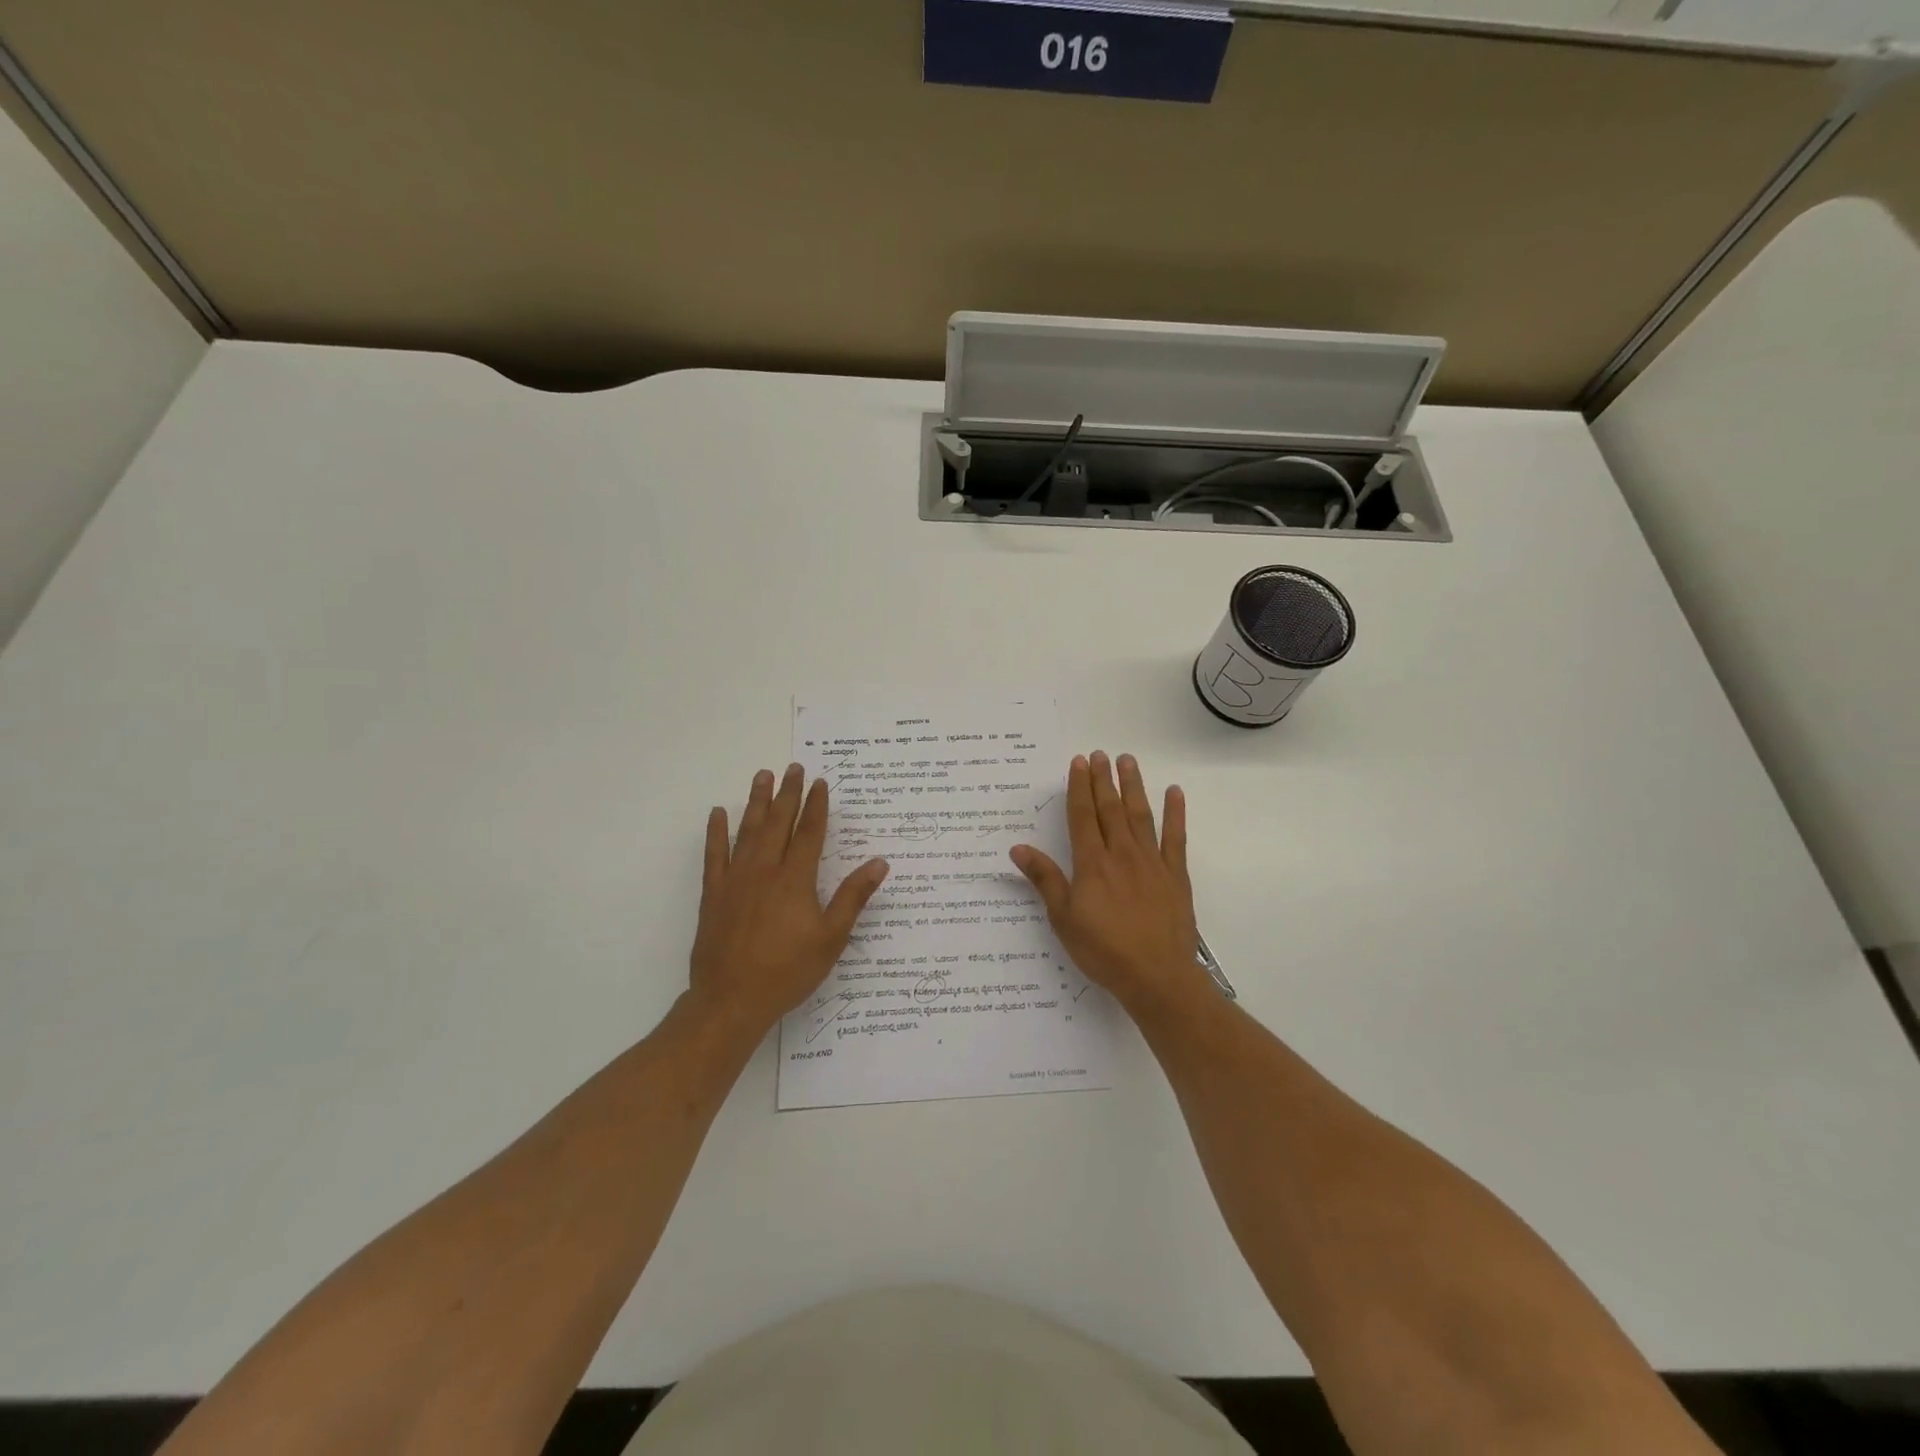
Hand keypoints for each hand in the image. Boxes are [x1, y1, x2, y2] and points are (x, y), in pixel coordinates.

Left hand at [688, 765, 888, 1037]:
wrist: (732, 999)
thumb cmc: (788, 970)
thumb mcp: (831, 938)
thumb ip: (853, 897)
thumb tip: (879, 862)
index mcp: (795, 879)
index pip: (809, 832)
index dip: (816, 806)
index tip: (820, 783)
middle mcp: (765, 870)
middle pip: (778, 822)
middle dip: (788, 793)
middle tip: (793, 767)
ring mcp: (735, 879)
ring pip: (748, 830)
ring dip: (757, 802)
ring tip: (763, 776)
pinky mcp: (713, 893)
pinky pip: (714, 854)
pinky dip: (716, 832)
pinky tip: (718, 813)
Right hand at [1010, 751, 1207, 1013]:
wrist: (1156, 976)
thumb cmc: (1103, 950)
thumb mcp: (1064, 917)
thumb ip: (1044, 879)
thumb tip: (1018, 848)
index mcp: (1092, 863)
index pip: (1083, 816)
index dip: (1079, 787)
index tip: (1078, 763)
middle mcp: (1121, 854)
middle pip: (1110, 809)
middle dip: (1103, 779)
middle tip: (1100, 753)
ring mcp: (1151, 862)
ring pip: (1140, 815)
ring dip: (1133, 786)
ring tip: (1128, 761)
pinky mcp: (1175, 875)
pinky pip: (1176, 837)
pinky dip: (1175, 813)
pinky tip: (1174, 792)